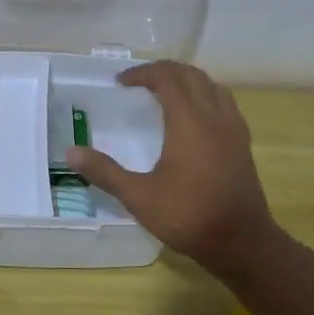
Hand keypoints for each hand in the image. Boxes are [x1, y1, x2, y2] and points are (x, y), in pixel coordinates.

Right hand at [66, 61, 284, 278]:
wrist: (242, 242)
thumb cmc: (189, 216)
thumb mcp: (139, 197)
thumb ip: (105, 172)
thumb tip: (71, 152)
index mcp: (189, 121)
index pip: (167, 78)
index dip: (143, 73)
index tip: (121, 82)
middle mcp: (214, 116)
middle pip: (191, 75)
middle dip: (164, 71)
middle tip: (139, 82)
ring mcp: (233, 128)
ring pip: (211, 85)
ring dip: (187, 80)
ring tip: (166, 93)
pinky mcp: (242, 142)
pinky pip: (224, 102)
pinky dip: (205, 95)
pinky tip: (195, 116)